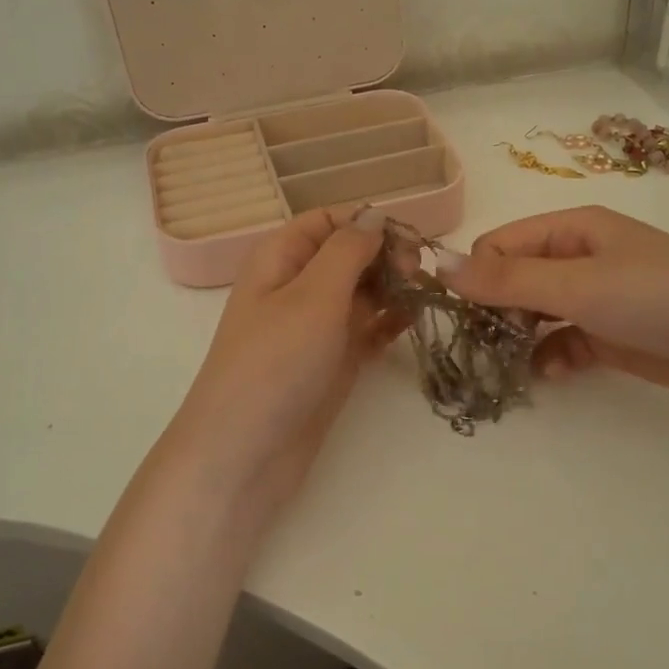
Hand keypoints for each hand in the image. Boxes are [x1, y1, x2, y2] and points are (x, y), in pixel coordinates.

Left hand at [168, 207, 398, 519]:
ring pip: (362, 291)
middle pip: (349, 254)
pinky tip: (412, 322)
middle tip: (418, 274)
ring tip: (422, 297)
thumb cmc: (276, 363)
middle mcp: (297, 286)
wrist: (246, 453)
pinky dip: (388, 322)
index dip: (368, 222)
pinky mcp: (332, 361)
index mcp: (280, 258)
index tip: (409, 240)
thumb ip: (348, 250)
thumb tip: (375, 216)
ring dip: (393, 288)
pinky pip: (366, 329)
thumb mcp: (312, 295)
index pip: (329, 220)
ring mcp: (315, 326)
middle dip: (386, 255)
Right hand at [437, 205, 668, 415]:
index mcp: (571, 229)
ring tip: (510, 366)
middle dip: (495, 312)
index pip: (499, 246)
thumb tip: (438, 265)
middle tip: (485, 347)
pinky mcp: (611, 336)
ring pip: (535, 315)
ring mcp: (597, 298)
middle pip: (514, 280)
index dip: (477, 279)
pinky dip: (551, 357)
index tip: (465, 318)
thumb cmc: (660, 298)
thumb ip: (507, 280)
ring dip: (519, 339)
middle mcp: (580, 257)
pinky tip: (553, 374)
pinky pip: (562, 342)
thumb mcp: (578, 284)